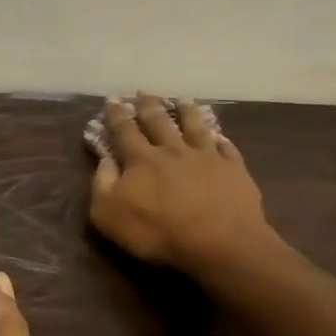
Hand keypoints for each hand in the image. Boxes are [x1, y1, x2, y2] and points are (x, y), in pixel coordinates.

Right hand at [89, 93, 270, 273]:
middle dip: (149, 106)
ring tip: (183, 99)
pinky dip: (221, 140)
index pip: (124, 131)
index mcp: (142, 159)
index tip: (113, 99)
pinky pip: (227, 149)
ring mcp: (207, 157)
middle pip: (159, 122)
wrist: (219, 243)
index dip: (117, 115)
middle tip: (144, 91)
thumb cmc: (158, 232)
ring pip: (195, 127)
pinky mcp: (234, 170)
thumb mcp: (109, 214)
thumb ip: (102, 184)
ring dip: (187, 112)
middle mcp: (173, 150)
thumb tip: (105, 160)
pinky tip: (220, 135)